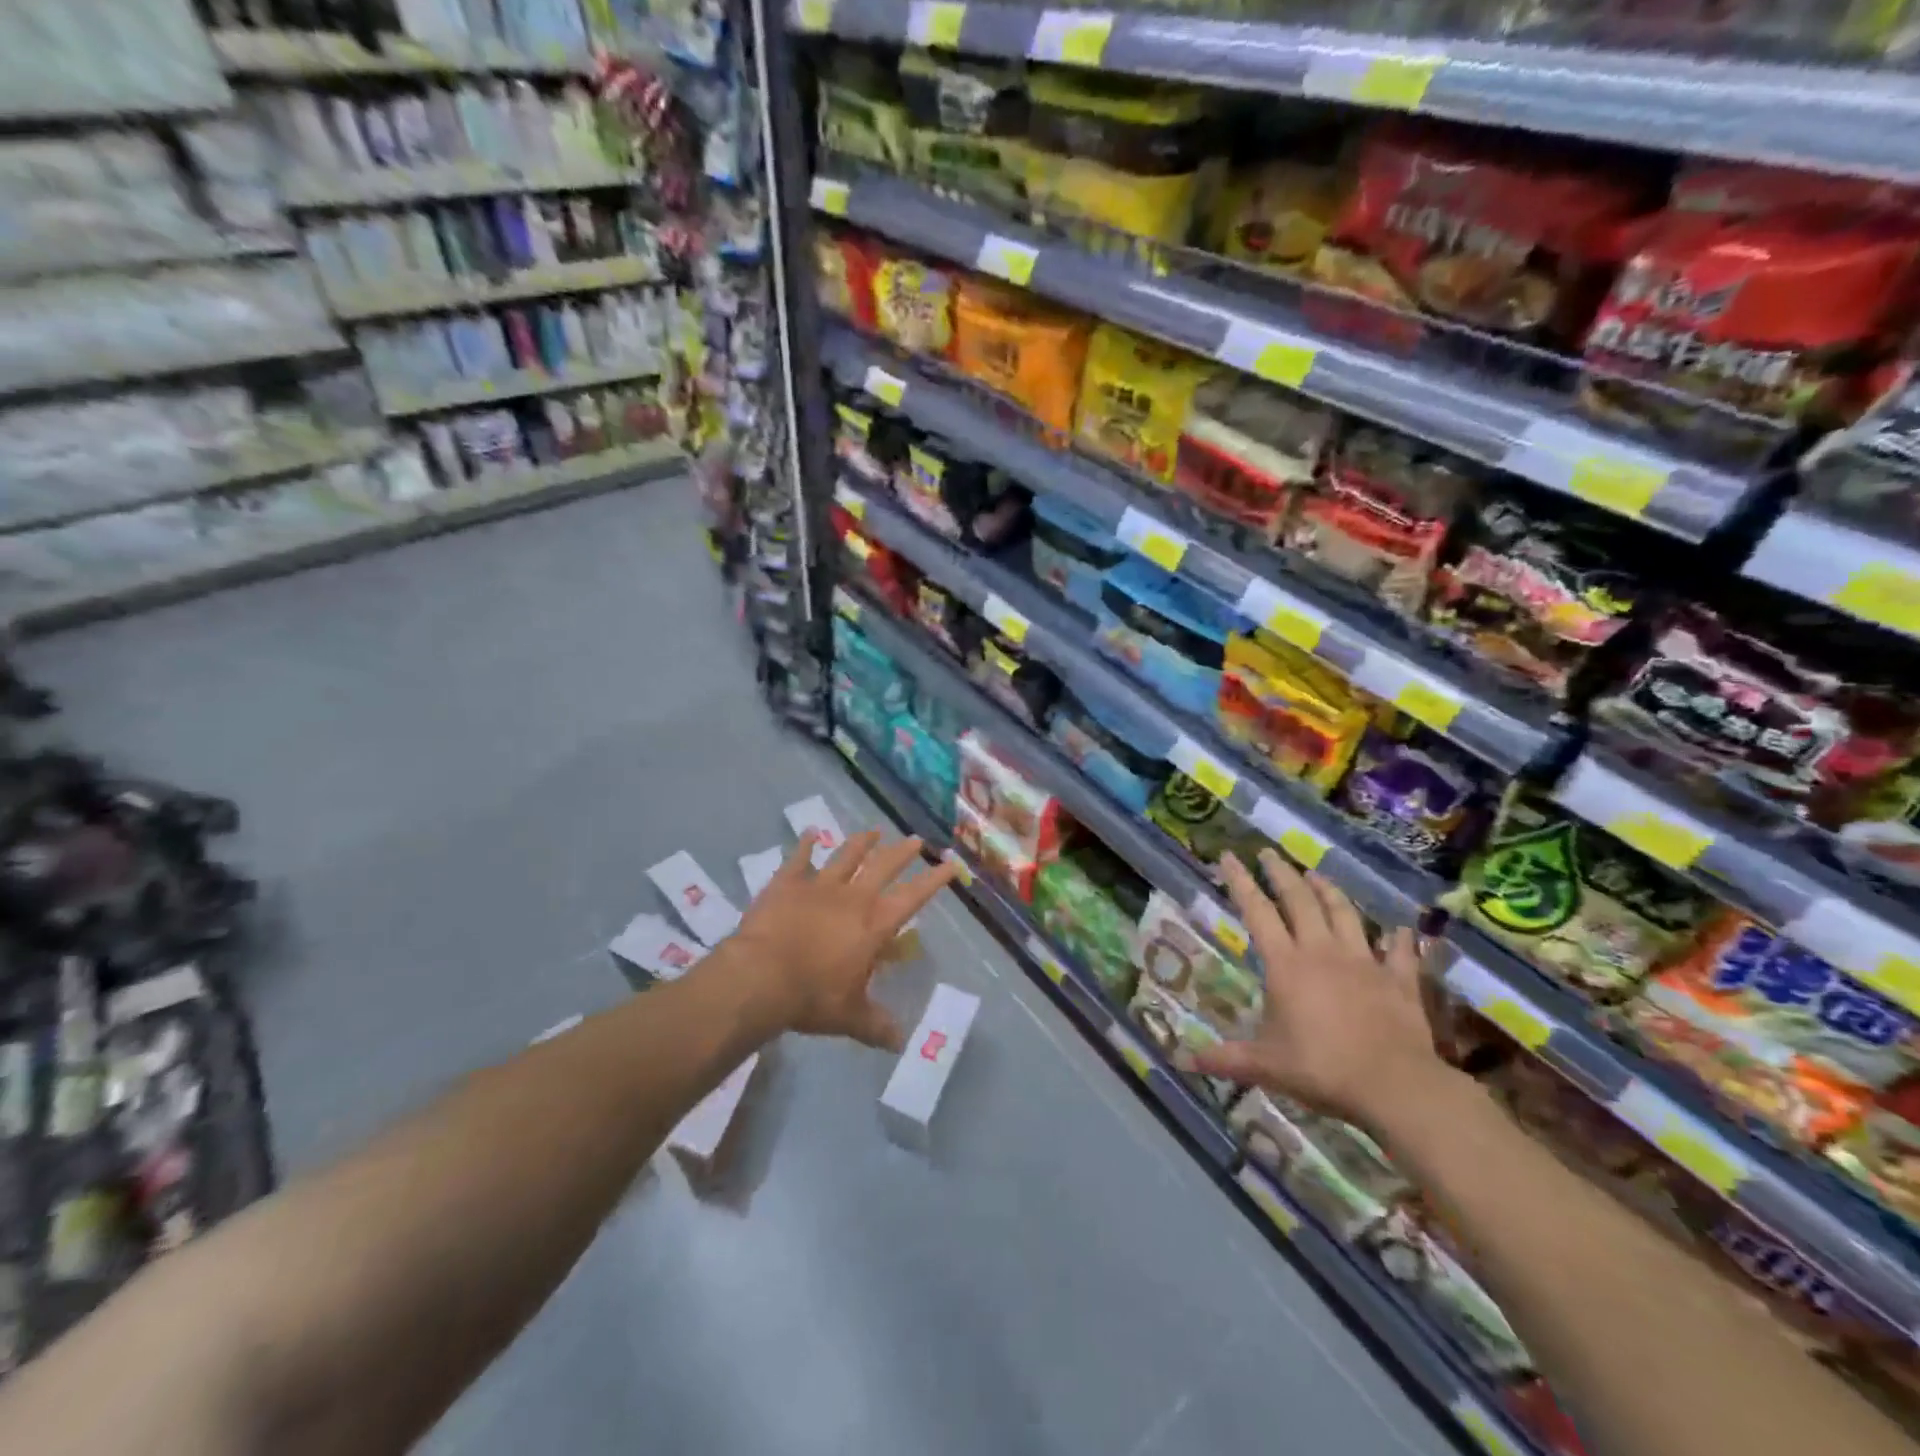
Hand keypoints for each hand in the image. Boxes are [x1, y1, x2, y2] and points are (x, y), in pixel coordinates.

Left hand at [734, 828, 959, 1051]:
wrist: (760, 977)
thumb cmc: (812, 997)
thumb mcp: (850, 1017)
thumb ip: (876, 1025)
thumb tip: (900, 1042)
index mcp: (874, 925)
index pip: (913, 897)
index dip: (934, 880)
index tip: (950, 864)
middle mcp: (853, 897)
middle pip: (883, 866)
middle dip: (902, 853)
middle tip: (916, 840)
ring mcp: (818, 886)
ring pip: (846, 855)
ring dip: (862, 842)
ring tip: (874, 831)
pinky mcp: (787, 883)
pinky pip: (799, 858)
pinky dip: (806, 845)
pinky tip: (811, 832)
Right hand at [1186, 850, 1447, 1128]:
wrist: (1396, 1086)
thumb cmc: (1322, 1069)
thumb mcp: (1265, 1066)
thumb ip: (1226, 1058)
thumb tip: (1183, 1061)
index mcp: (1286, 964)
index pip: (1257, 912)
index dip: (1241, 882)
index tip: (1229, 856)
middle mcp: (1323, 951)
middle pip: (1300, 900)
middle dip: (1281, 873)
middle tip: (1269, 853)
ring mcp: (1365, 962)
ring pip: (1345, 914)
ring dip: (1329, 891)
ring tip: (1317, 875)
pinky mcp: (1399, 980)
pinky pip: (1399, 951)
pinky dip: (1397, 938)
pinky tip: (1398, 930)